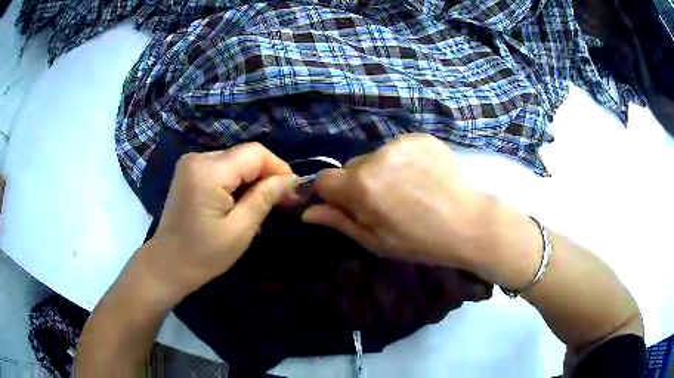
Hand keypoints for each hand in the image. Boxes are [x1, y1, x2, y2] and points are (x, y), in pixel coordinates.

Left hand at [144, 143, 297, 299]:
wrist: (167, 265)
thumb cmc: (203, 255)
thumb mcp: (239, 230)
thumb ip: (264, 198)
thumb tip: (291, 180)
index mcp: (208, 171)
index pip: (255, 153)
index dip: (278, 168)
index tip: (292, 192)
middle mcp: (198, 158)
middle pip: (244, 154)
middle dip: (266, 174)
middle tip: (280, 201)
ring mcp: (191, 163)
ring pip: (235, 159)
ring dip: (252, 178)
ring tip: (261, 203)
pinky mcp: (189, 171)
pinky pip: (222, 167)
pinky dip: (236, 180)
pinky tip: (240, 200)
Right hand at [302, 134, 495, 271]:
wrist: (469, 223)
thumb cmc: (420, 241)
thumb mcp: (375, 241)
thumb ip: (339, 222)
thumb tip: (307, 212)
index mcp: (361, 186)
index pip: (323, 179)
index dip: (331, 195)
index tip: (348, 207)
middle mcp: (376, 156)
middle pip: (350, 167)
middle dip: (358, 183)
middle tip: (384, 203)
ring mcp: (401, 143)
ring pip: (374, 157)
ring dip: (381, 171)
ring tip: (407, 190)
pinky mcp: (420, 137)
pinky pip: (398, 148)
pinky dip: (402, 161)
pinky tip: (421, 176)